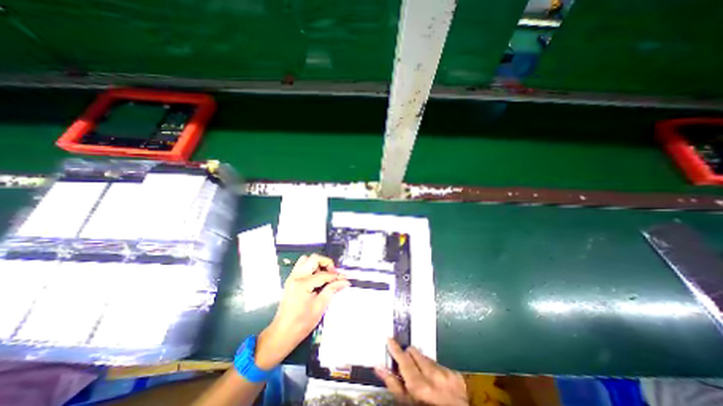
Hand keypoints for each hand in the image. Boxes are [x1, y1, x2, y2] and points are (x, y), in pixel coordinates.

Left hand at [253, 255, 350, 370]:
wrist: (282, 333)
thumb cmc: (302, 323)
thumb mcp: (320, 307)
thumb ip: (332, 290)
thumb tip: (345, 281)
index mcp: (303, 284)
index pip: (323, 274)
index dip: (335, 276)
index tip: (344, 279)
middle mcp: (296, 276)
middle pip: (314, 259)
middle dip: (326, 263)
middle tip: (333, 274)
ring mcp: (292, 277)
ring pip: (306, 259)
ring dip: (318, 264)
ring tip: (324, 275)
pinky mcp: (291, 279)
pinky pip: (302, 266)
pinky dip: (311, 267)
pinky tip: (317, 278)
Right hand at [373, 339, 469, 405]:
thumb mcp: (407, 403)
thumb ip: (393, 384)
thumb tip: (378, 366)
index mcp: (420, 386)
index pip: (403, 359)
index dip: (395, 348)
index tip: (389, 339)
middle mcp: (434, 376)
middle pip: (413, 352)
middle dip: (408, 356)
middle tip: (406, 365)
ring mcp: (447, 374)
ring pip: (426, 356)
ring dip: (421, 362)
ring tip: (423, 376)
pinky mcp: (456, 374)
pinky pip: (439, 363)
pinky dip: (434, 369)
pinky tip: (437, 382)